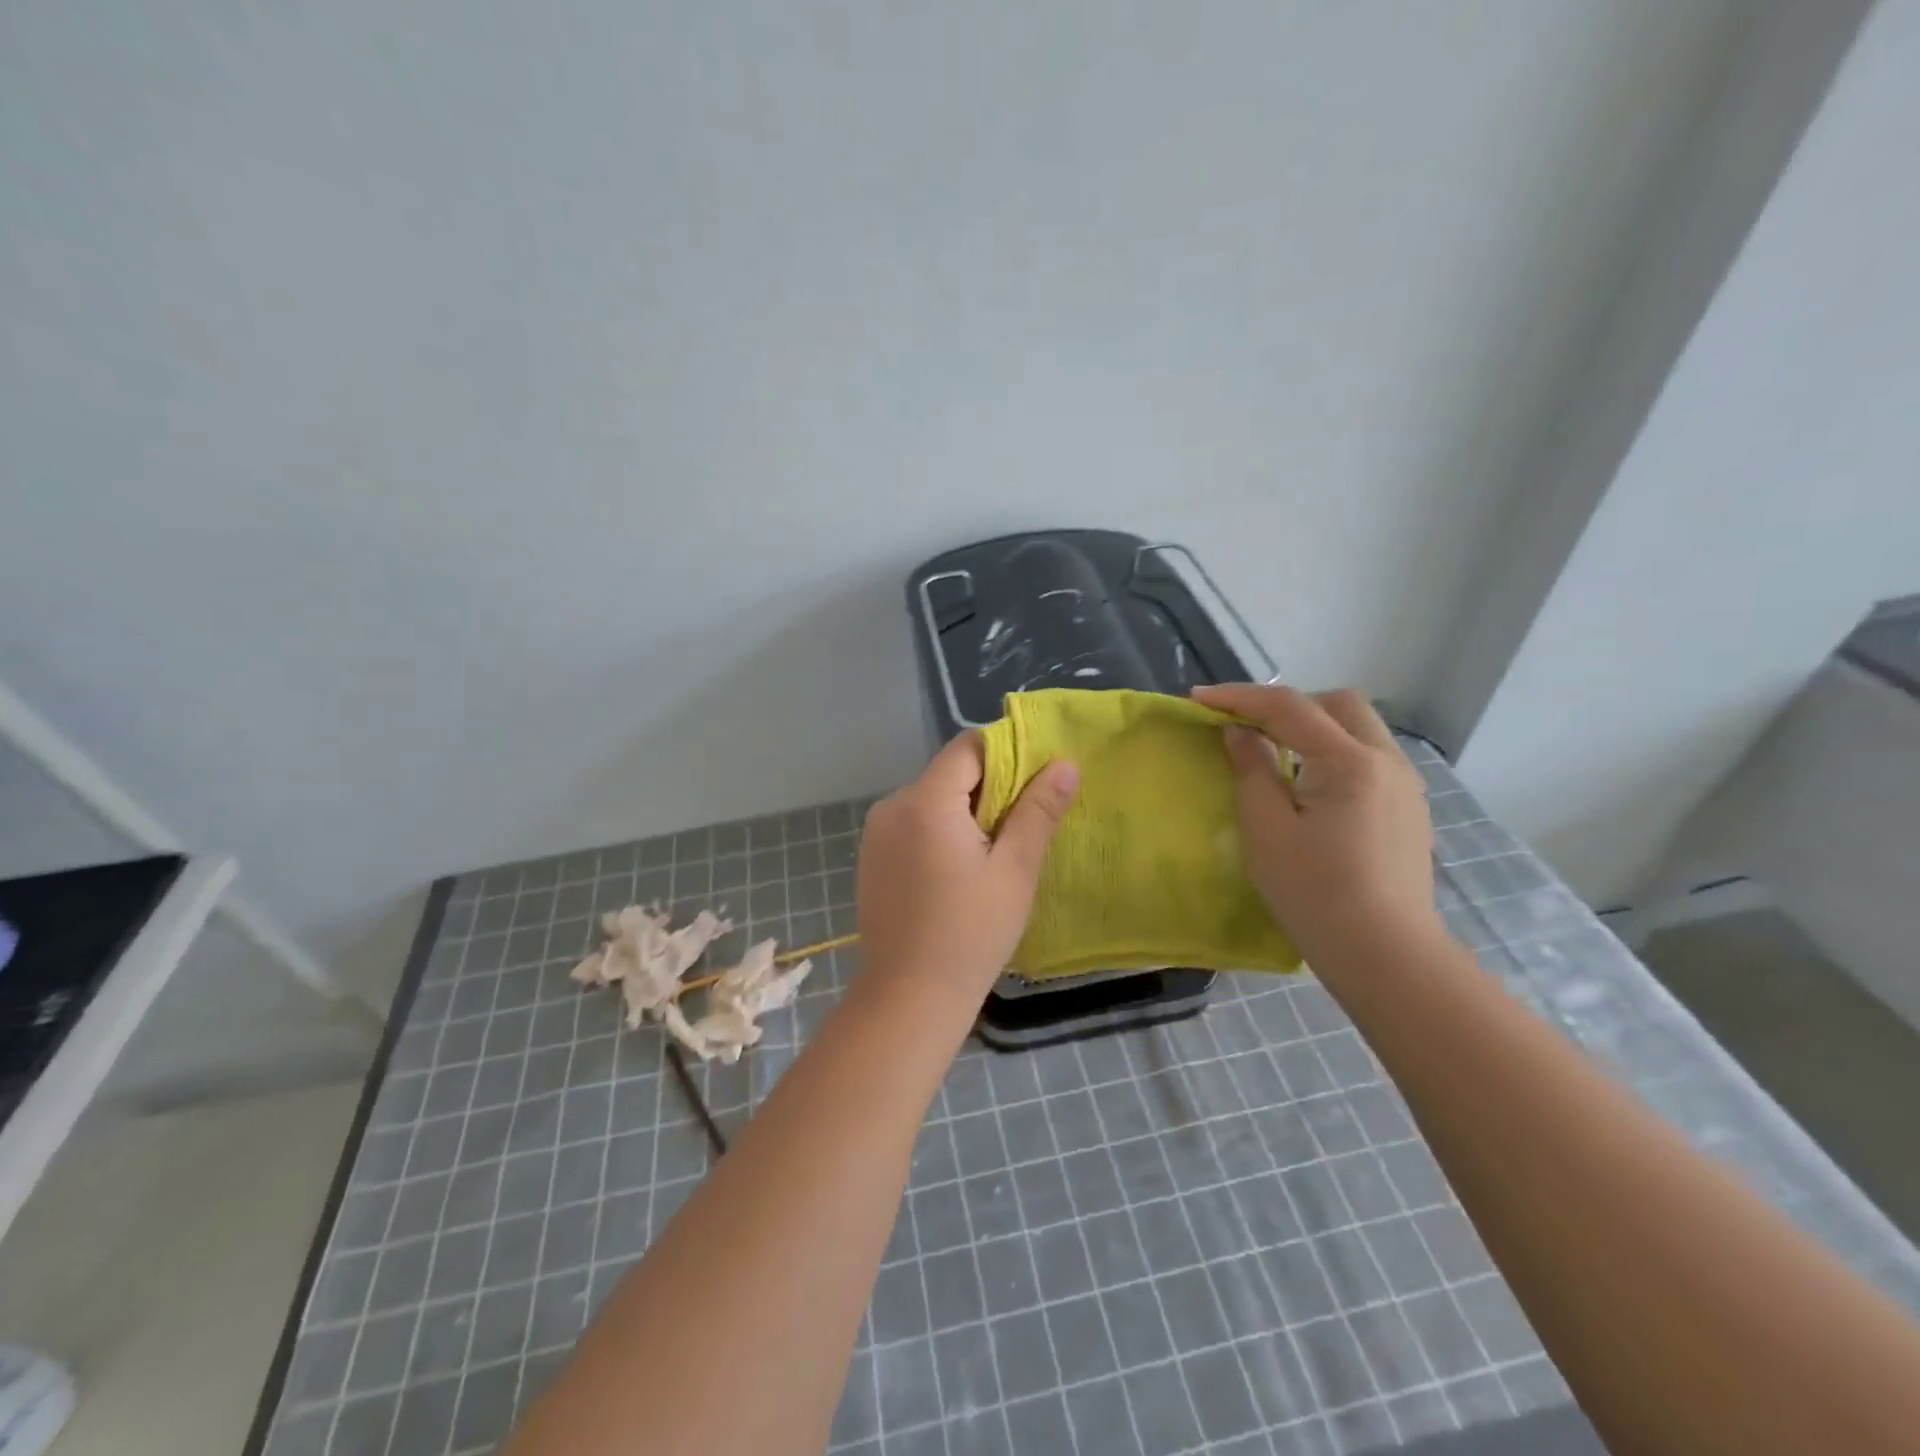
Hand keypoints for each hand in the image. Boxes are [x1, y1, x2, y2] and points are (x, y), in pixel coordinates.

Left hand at [856, 733, 1078, 1008]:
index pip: (969, 747)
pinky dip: (941, 832)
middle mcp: (893, 805)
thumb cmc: (971, 933)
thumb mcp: (1015, 870)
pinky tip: (960, 872)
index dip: (1008, 754)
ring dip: (966, 812)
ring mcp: (877, 833)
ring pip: (932, 800)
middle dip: (990, 788)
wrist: (909, 998)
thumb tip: (1065, 764)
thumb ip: (1038, 810)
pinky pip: (914, 825)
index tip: (1039, 781)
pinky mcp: (872, 858)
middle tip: (1026, 823)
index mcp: (926, 800)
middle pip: (949, 773)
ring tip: (997, 852)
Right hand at [1192, 683, 1440, 968]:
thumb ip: (1252, 771)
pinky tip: (1311, 789)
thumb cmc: (1316, 893)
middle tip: (1248, 728)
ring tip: (1276, 756)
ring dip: (1314, 728)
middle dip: (1288, 705)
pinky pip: (1368, 758)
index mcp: (1350, 762)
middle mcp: (1387, 761)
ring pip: (1358, 729)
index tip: (1199, 699)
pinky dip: (1334, 754)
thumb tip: (1240, 733)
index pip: (1290, 708)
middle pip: (1337, 704)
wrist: (1386, 955)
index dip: (1239, 697)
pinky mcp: (1408, 809)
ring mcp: (1405, 785)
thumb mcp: (1267, 831)